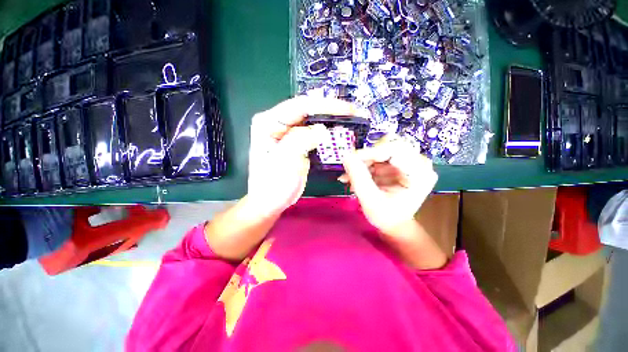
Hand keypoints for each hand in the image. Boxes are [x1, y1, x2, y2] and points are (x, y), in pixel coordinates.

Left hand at [248, 96, 357, 215]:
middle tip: (354, 114)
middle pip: (308, 111)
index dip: (325, 105)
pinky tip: (339, 134)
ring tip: (351, 122)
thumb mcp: (285, 160)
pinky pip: (315, 134)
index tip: (348, 109)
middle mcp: (279, 124)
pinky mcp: (298, 144)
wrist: (271, 202)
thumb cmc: (273, 184)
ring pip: (313, 122)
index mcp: (268, 122)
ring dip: (332, 122)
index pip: (300, 106)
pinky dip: (328, 135)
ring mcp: (289, 134)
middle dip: (331, 112)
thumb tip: (323, 129)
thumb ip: (302, 139)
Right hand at [339, 136, 437, 235]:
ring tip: (351, 176)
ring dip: (364, 161)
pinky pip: (380, 155)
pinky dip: (366, 164)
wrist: (395, 224)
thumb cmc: (386, 216)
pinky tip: (355, 175)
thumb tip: (346, 156)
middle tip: (351, 169)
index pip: (395, 149)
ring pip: (382, 149)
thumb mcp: (370, 200)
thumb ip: (358, 177)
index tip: (350, 160)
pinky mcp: (401, 163)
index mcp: (420, 174)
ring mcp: (411, 161)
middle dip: (366, 157)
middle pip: (389, 145)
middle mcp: (419, 163)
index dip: (370, 152)